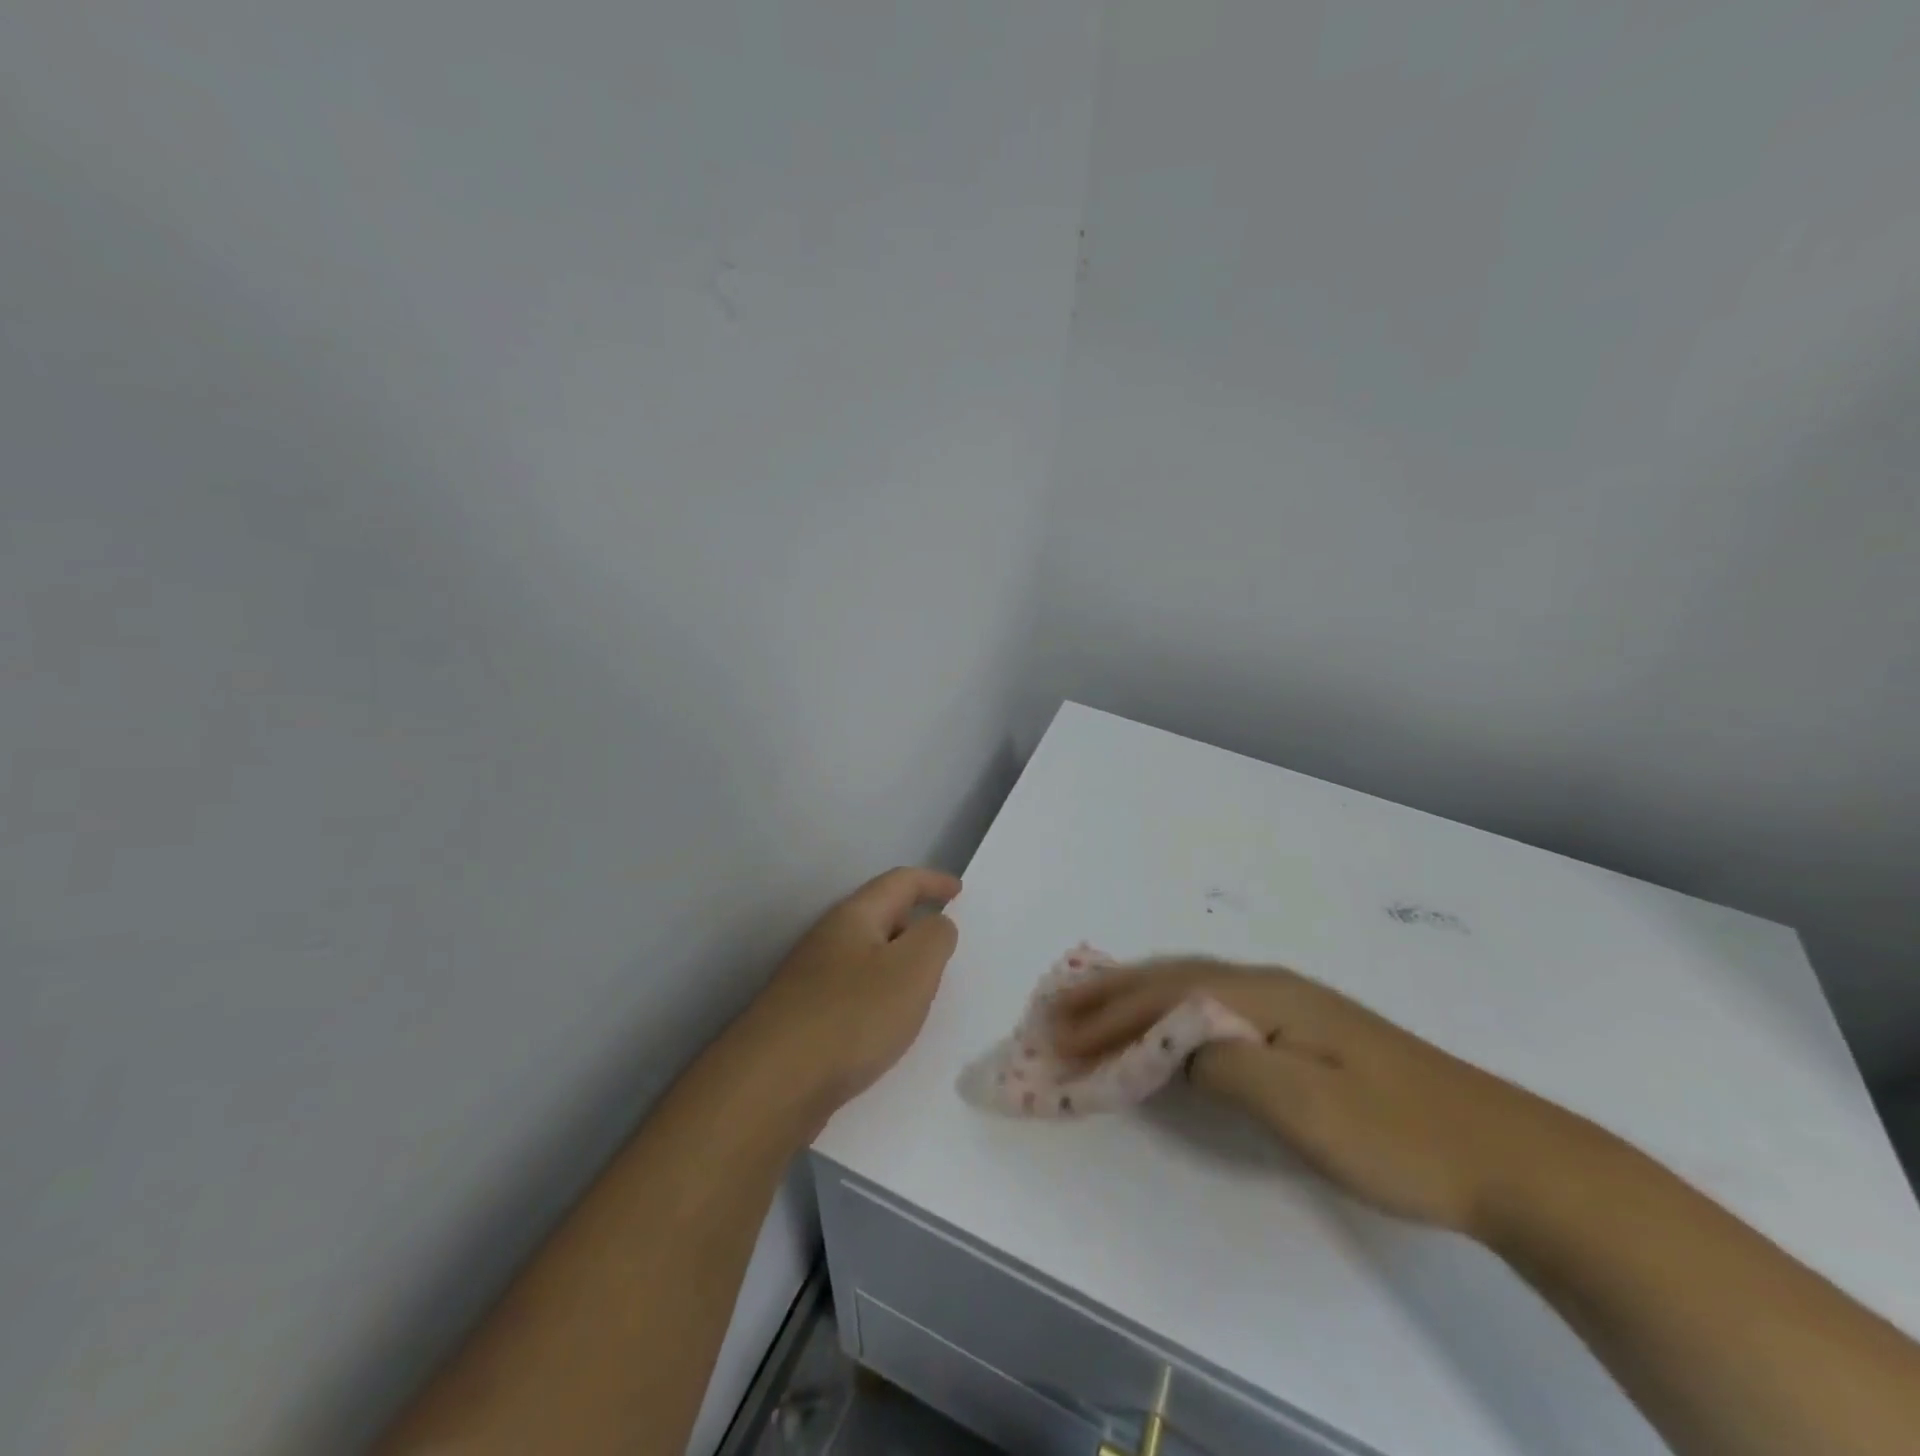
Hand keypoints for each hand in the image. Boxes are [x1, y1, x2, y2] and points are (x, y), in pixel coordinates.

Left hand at [743, 867, 961, 1113]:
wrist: (773, 1083)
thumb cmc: (852, 1016)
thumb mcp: (912, 969)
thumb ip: (935, 938)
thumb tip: (936, 924)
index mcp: (855, 917)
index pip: (899, 882)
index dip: (933, 882)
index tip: (959, 891)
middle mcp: (829, 939)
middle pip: (880, 916)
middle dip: (915, 922)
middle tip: (946, 943)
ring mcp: (811, 978)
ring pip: (867, 956)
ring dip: (898, 962)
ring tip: (925, 986)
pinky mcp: (805, 1015)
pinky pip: (854, 990)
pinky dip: (880, 994)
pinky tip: (888, 1024)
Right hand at [1050, 958, 1575, 1236]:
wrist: (1506, 1154)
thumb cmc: (1400, 1135)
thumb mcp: (1306, 1107)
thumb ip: (1226, 1065)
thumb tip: (1169, 1045)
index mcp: (1264, 995)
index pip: (1166, 995)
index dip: (1109, 1016)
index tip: (1060, 1039)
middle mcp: (1268, 985)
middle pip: (1171, 979)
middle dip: (1109, 995)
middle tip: (1055, 1010)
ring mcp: (1288, 1004)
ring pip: (1190, 987)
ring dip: (1134, 998)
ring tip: (1090, 1007)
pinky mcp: (1302, 1030)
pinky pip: (1212, 1007)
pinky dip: (1169, 1011)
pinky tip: (1161, 1022)